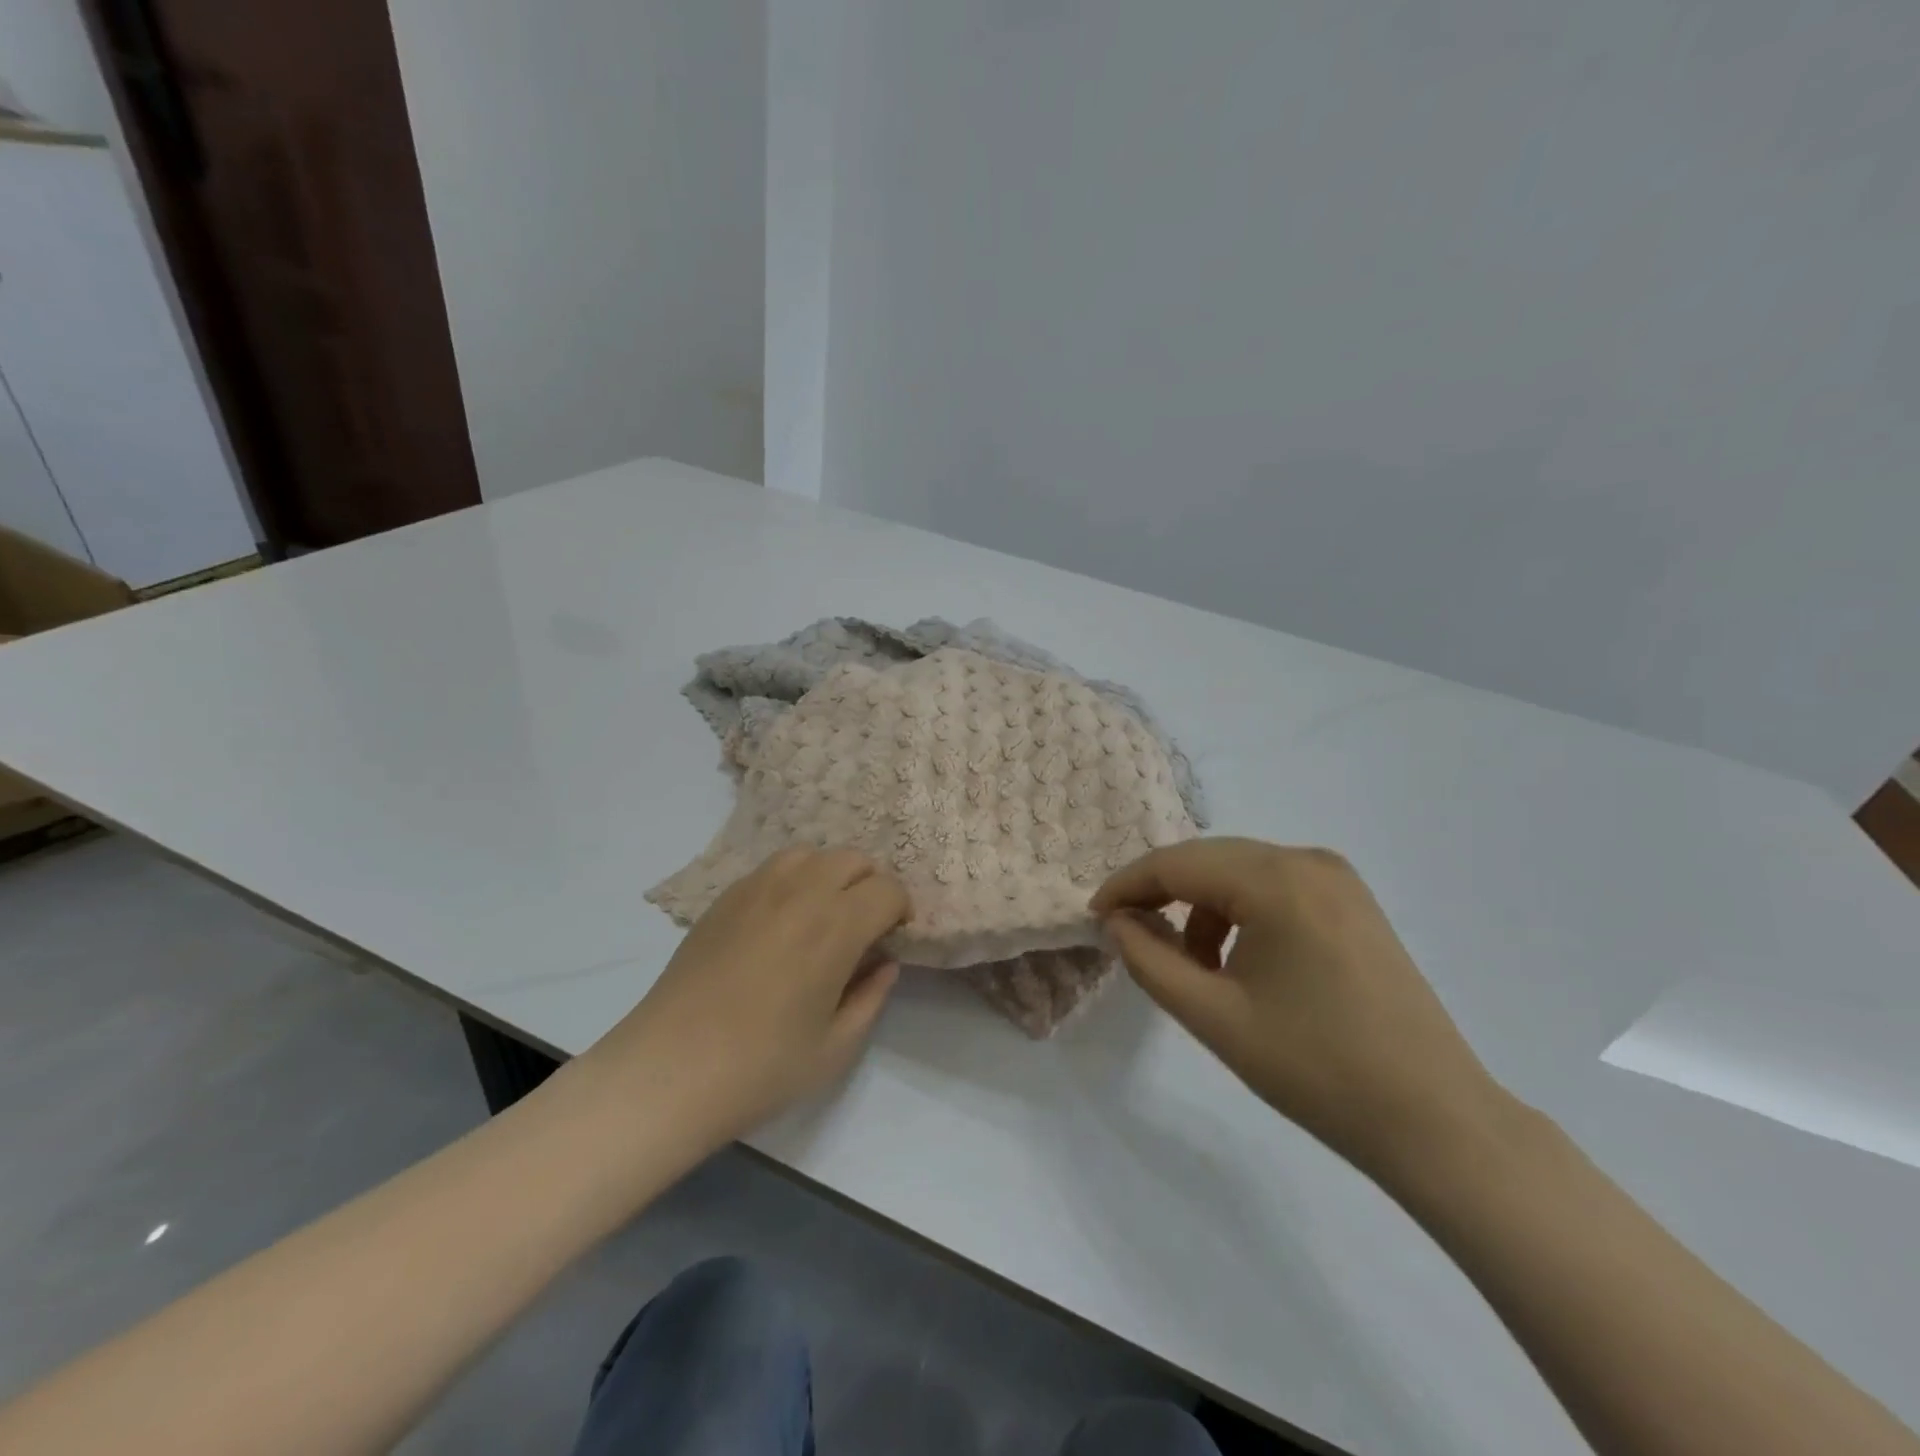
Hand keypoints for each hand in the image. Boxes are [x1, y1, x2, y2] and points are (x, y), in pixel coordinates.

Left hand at [580, 848, 909, 1146]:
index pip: (888, 890)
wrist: (668, 1070)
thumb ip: (872, 997)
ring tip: (822, 916)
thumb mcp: (836, 1047)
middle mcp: (801, 892)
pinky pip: (773, 868)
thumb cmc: (761, 1067)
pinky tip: (780, 922)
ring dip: (830, 876)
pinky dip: (793, 881)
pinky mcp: (725, 897)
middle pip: (853, 859)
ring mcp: (757, 888)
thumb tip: (885, 963)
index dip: (900, 911)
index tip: (892, 939)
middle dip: (870, 886)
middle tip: (863, 928)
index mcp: (836, 926)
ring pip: (811, 854)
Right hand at [1092, 838, 1504, 1173]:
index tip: (1094, 916)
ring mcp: (1337, 878)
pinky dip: (1240, 911)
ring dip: (1201, 906)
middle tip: (1128, 936)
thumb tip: (1116, 921)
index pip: (1176, 864)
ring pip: (1239, 871)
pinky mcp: (1353, 901)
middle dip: (1161, 893)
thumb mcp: (1214, 1017)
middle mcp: (1307, 860)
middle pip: (1208, 860)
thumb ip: (1150, 960)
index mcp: (1276, 880)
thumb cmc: (1315, 1069)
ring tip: (1193, 965)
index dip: (1127, 886)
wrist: (1433, 1119)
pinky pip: (1274, 886)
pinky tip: (1238, 959)